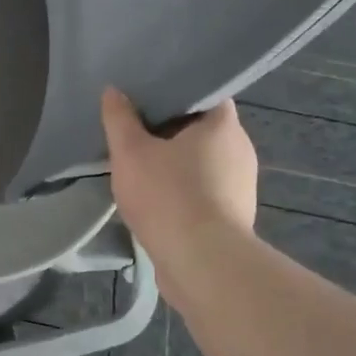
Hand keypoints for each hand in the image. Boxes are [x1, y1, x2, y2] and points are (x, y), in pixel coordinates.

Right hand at [101, 88, 258, 279]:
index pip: (206, 94)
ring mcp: (241, 186)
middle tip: (137, 130)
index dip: (177, 92)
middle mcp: (241, 150)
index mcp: (223, 125)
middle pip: (203, 129)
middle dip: (171, 130)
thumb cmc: (168, 196)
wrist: (202, 264)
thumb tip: (113, 91)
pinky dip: (184, 191)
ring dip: (177, 164)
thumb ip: (119, 119)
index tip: (148, 97)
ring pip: (203, 163)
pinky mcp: (234, 217)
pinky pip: (205, 192)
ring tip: (143, 166)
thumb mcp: (130, 152)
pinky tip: (158, 200)